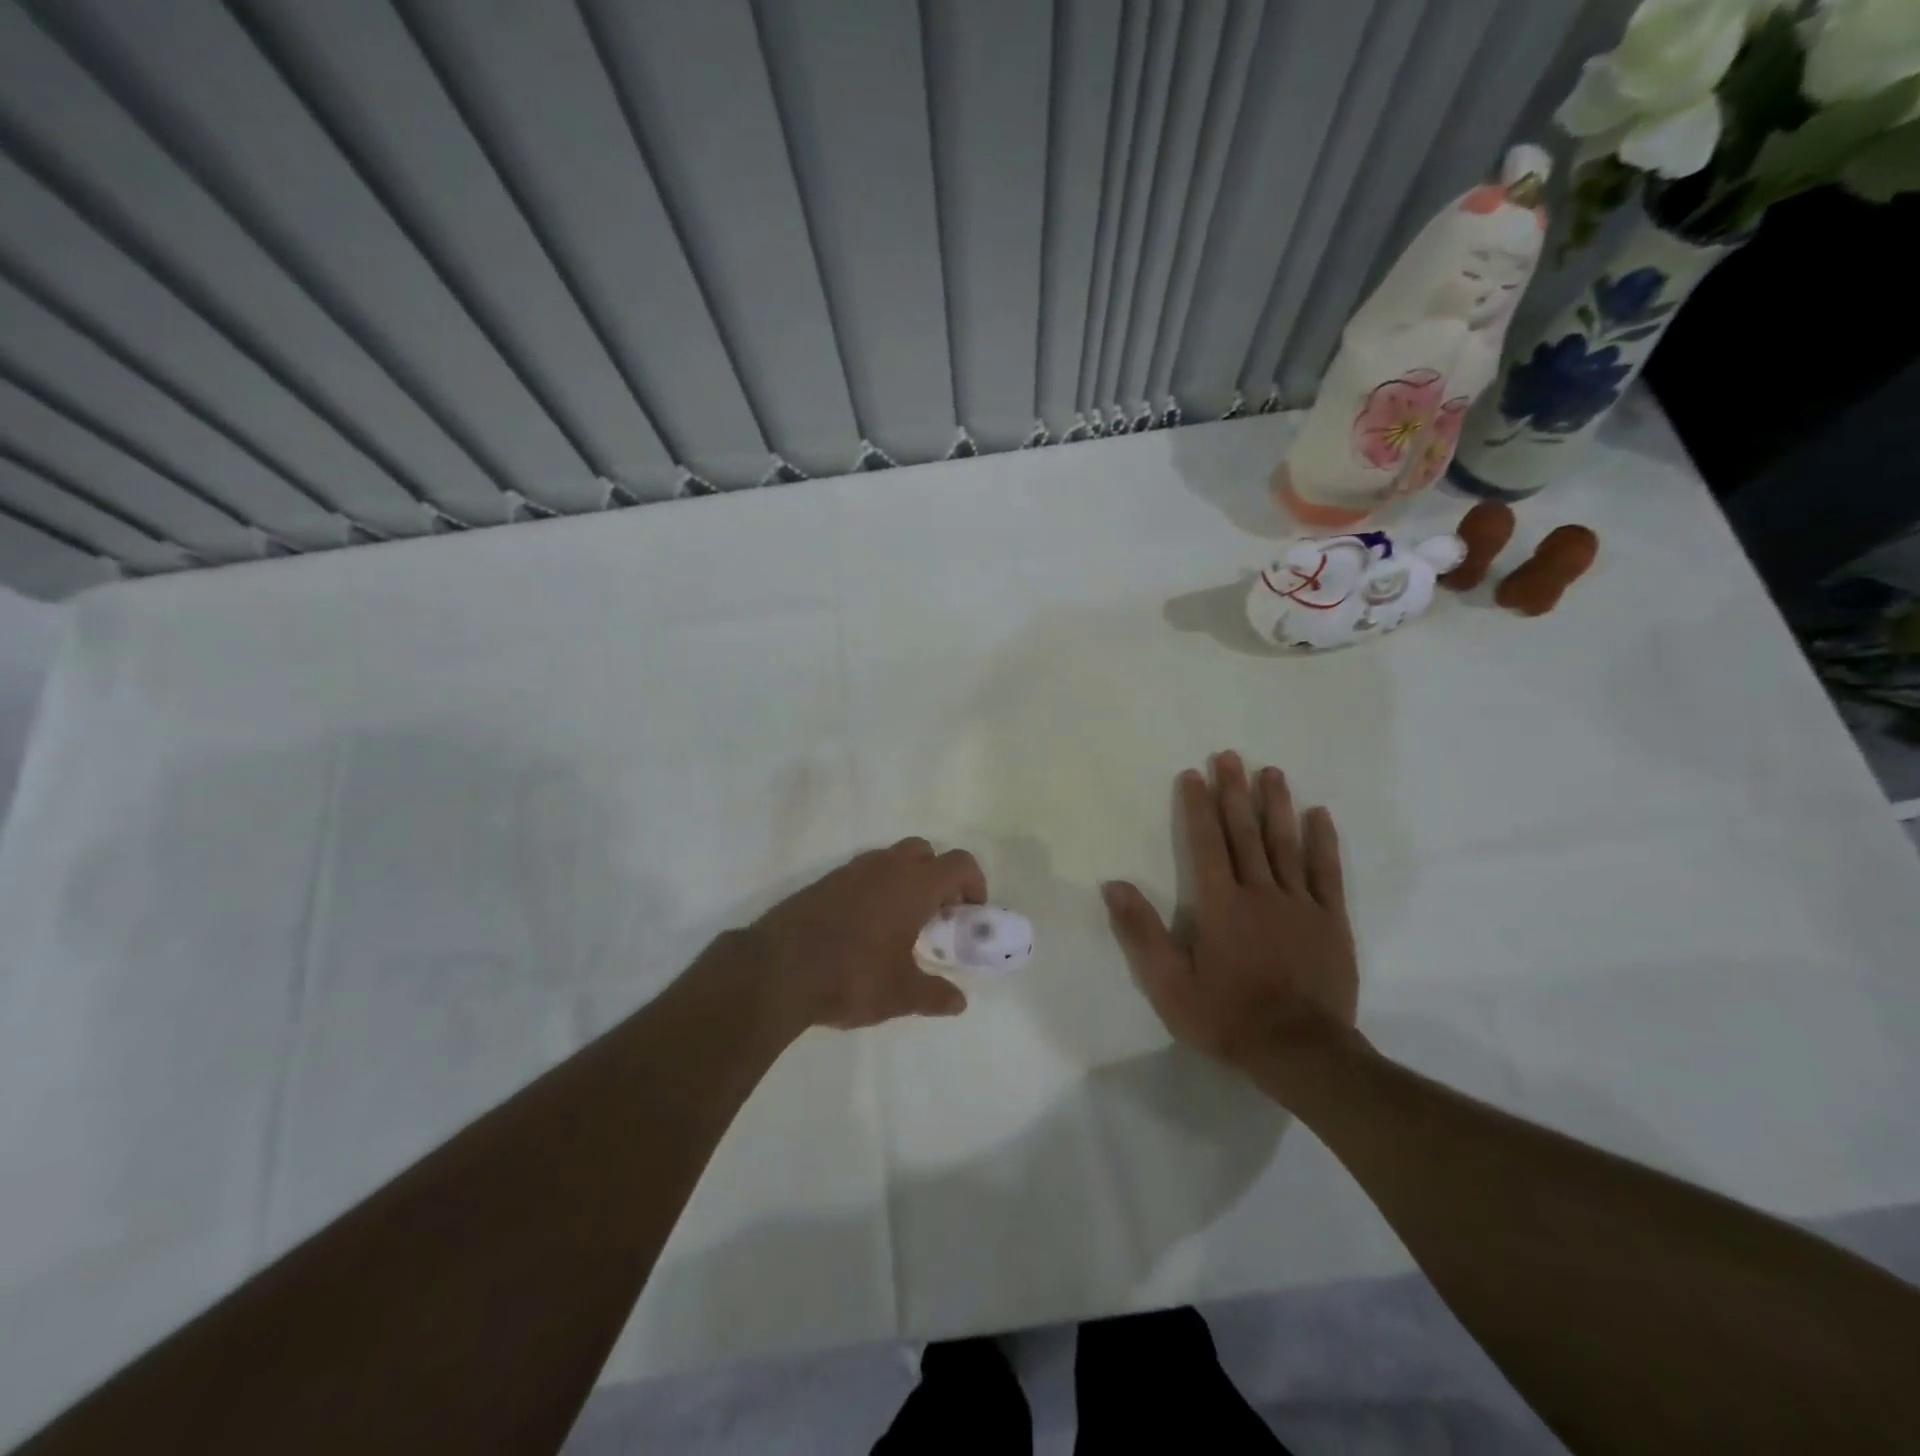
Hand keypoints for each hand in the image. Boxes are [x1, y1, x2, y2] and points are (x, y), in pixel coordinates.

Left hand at [743, 838, 986, 1030]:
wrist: (777, 970)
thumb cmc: (851, 976)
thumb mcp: (900, 994)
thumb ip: (934, 995)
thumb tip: (958, 1002)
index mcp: (913, 885)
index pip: (959, 863)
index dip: (974, 883)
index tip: (970, 912)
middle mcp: (885, 867)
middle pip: (924, 851)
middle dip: (938, 875)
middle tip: (937, 913)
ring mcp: (850, 871)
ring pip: (890, 859)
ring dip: (904, 880)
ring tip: (901, 923)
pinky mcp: (823, 882)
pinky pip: (861, 874)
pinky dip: (874, 889)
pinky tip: (865, 927)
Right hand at [1102, 752, 1357, 1081]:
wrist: (1300, 1052)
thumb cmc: (1227, 1016)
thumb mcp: (1169, 984)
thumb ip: (1141, 931)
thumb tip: (1113, 884)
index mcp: (1220, 904)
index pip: (1206, 843)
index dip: (1198, 806)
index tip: (1194, 774)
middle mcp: (1260, 892)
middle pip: (1245, 833)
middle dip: (1235, 792)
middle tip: (1230, 756)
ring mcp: (1300, 904)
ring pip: (1286, 843)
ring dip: (1276, 805)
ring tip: (1271, 771)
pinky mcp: (1331, 921)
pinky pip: (1327, 872)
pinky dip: (1323, 842)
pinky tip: (1319, 815)